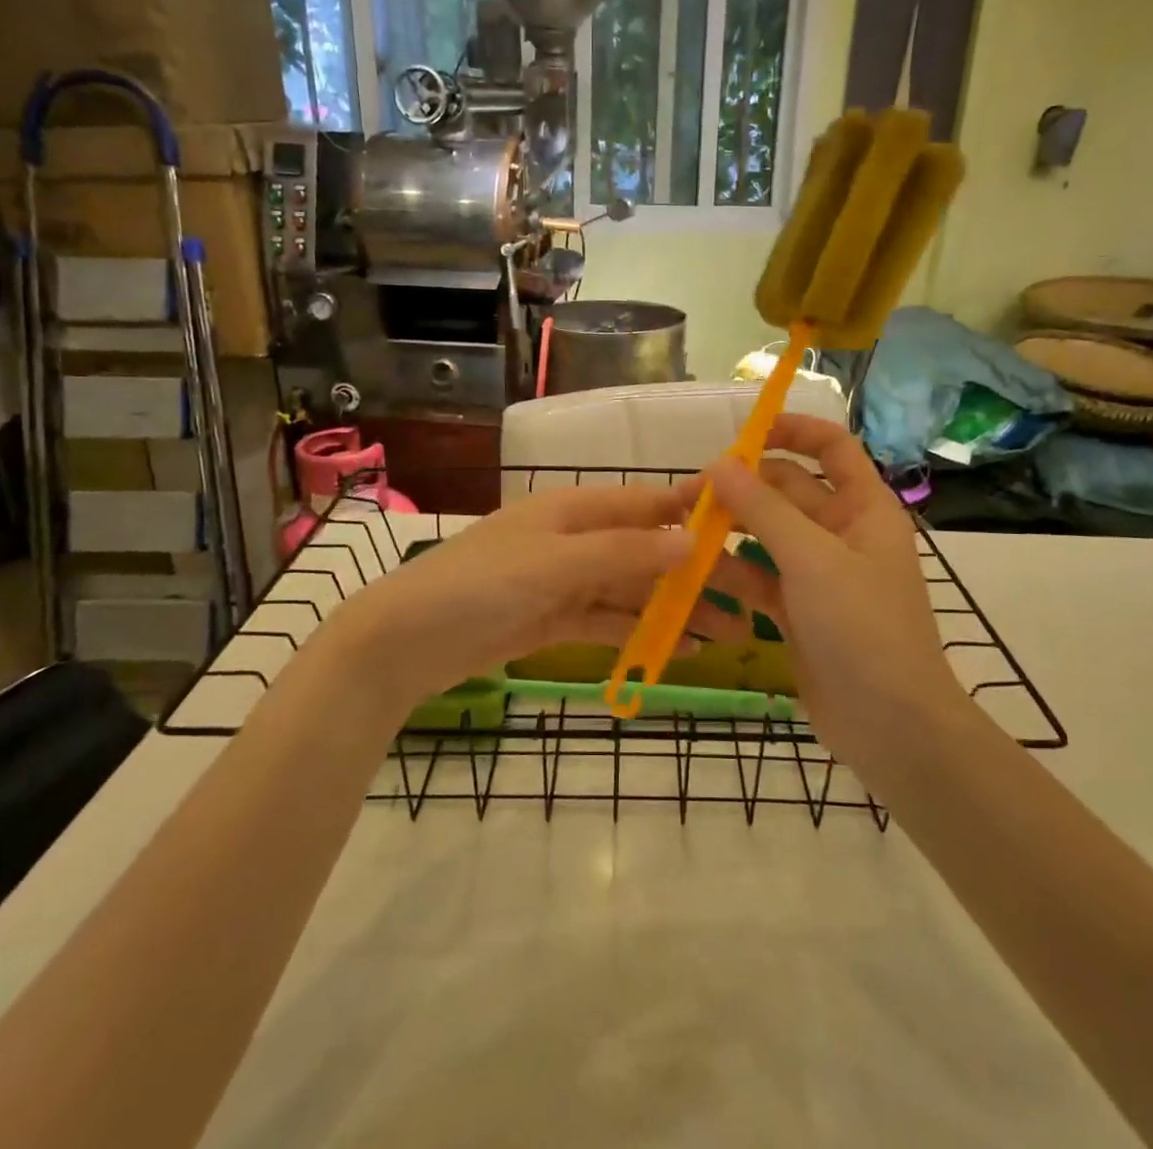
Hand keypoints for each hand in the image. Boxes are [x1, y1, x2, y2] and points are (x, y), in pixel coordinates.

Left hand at [306, 484, 754, 722]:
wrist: (404, 642)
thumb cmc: (479, 584)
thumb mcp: (553, 564)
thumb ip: (622, 553)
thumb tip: (690, 542)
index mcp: (574, 509)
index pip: (647, 503)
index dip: (694, 509)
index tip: (746, 520)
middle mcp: (575, 539)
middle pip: (646, 551)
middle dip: (693, 572)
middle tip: (749, 597)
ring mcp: (565, 581)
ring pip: (632, 590)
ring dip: (675, 608)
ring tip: (726, 631)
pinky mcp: (554, 620)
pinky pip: (608, 621)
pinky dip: (641, 632)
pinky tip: (678, 649)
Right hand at [680, 415, 976, 795]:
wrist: (891, 726)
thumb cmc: (863, 628)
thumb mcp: (812, 559)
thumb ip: (763, 508)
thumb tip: (720, 464)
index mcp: (863, 507)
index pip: (831, 447)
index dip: (792, 430)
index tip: (743, 435)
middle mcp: (841, 533)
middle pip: (787, 491)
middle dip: (742, 488)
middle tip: (690, 495)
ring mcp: (818, 574)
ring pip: (766, 536)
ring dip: (729, 532)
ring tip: (682, 533)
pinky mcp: (797, 611)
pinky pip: (758, 579)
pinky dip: (731, 575)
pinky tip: (696, 576)